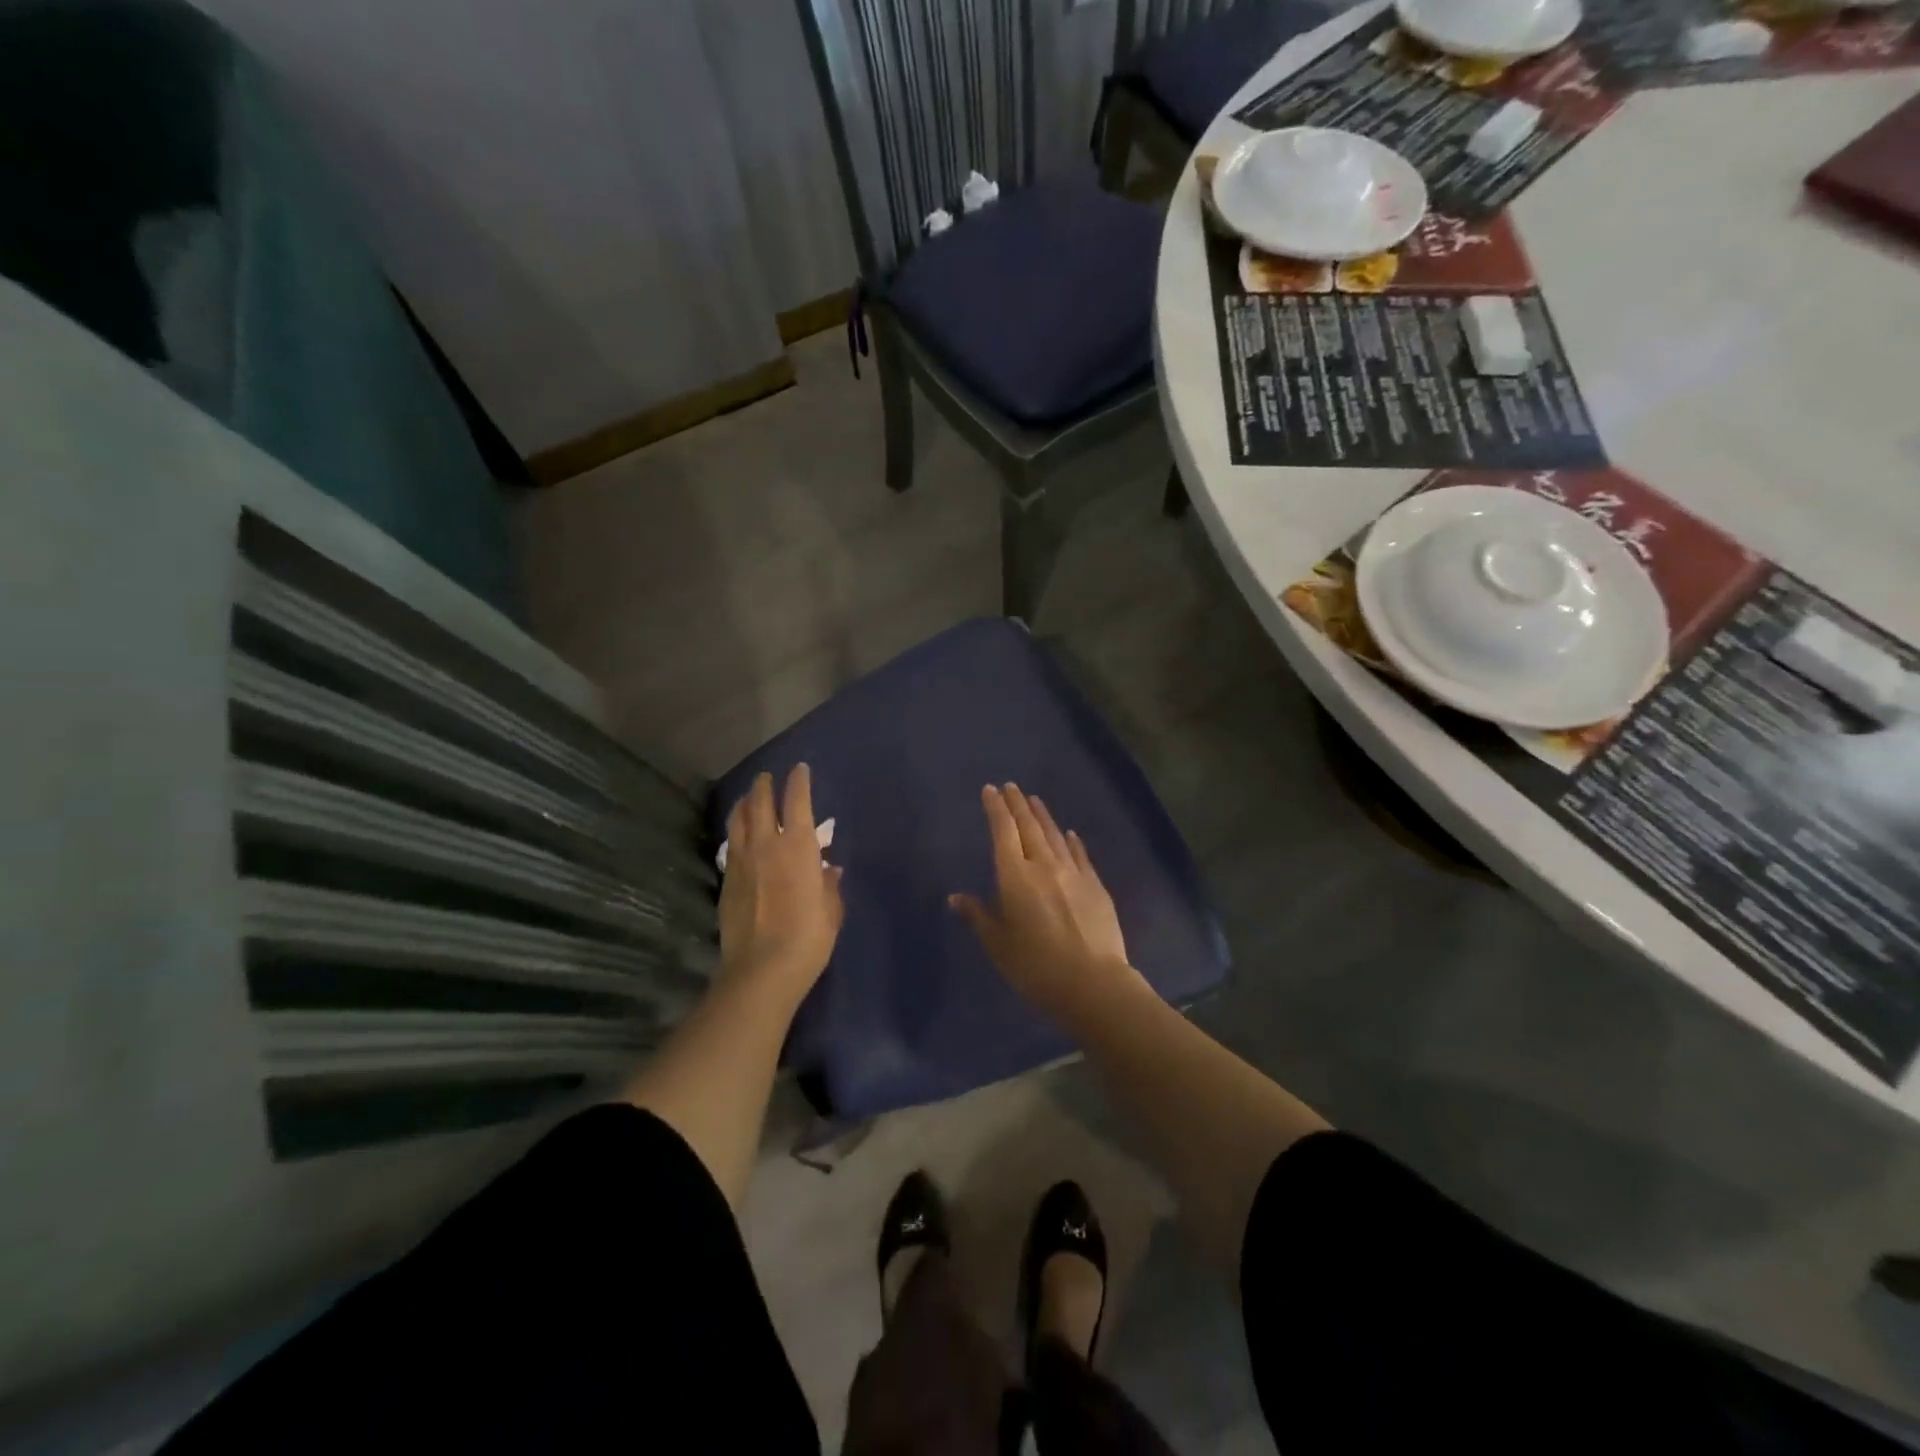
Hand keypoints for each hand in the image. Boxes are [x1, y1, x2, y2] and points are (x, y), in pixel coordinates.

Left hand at [717, 765, 843, 1008]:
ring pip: (738, 819)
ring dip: (744, 803)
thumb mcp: (831, 911)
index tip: (799, 769)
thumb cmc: (808, 938)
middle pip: (760, 803)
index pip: (796, 801)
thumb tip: (830, 870)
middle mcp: (766, 844)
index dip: (798, 781)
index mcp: (798, 846)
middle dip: (764, 785)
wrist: (761, 970)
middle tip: (767, 777)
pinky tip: (739, 835)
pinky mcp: (726, 880)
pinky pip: (731, 844)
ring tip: (748, 797)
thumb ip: (829, 885)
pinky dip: (736, 830)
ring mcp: (741, 861)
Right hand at [949, 784, 1145, 1023]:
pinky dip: (1071, 841)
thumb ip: (978, 916)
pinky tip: (1069, 833)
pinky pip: (1080, 855)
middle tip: (1011, 786)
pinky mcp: (1096, 886)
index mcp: (1015, 877)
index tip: (990, 790)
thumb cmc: (1036, 967)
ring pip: (1054, 836)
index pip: (1003, 833)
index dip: (996, 809)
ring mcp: (1074, 874)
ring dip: (1042, 816)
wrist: (1093, 983)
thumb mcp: (998, 946)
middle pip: (1029, 827)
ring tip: (1034, 800)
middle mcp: (1044, 866)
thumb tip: (956, 897)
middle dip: (1017, 805)